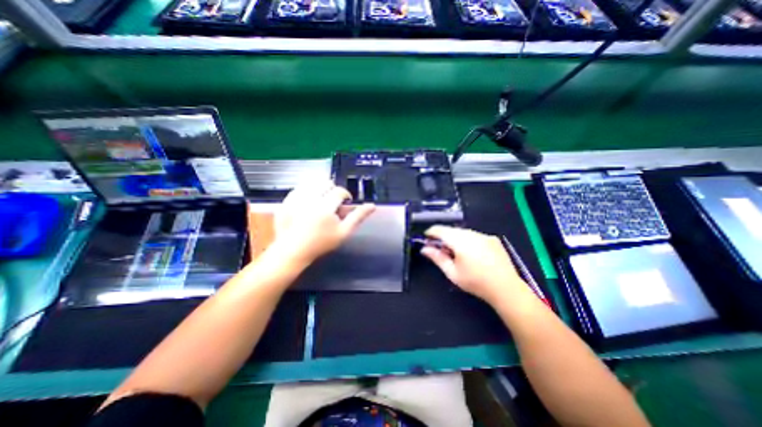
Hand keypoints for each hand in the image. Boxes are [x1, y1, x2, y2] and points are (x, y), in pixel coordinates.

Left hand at [273, 180, 376, 265]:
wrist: (293, 251)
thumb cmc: (321, 243)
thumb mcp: (343, 232)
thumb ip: (358, 217)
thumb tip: (372, 206)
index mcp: (325, 207)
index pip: (339, 191)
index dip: (345, 195)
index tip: (345, 203)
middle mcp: (309, 199)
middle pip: (325, 183)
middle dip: (332, 191)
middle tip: (332, 203)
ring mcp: (295, 199)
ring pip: (312, 183)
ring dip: (320, 190)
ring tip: (321, 202)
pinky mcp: (286, 201)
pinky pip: (299, 188)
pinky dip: (306, 192)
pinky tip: (308, 203)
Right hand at [420, 225, 527, 304]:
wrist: (506, 288)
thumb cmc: (475, 282)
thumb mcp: (452, 273)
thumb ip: (437, 258)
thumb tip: (424, 249)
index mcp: (460, 241)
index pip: (440, 230)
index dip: (431, 233)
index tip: (426, 239)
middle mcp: (472, 234)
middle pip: (451, 230)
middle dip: (443, 237)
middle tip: (441, 250)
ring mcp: (484, 235)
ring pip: (463, 232)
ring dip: (456, 238)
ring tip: (457, 253)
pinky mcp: (493, 239)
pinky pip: (475, 235)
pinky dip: (468, 240)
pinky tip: (472, 254)